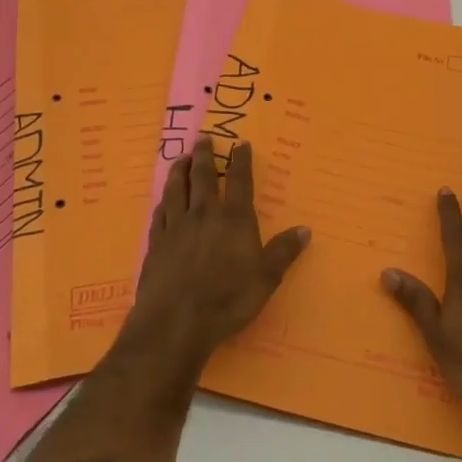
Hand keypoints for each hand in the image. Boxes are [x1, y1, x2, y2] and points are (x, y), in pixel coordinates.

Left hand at [123, 136, 310, 371]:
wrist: (175, 322)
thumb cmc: (227, 300)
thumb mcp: (266, 279)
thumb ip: (284, 252)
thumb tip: (305, 229)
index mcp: (234, 219)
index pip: (240, 180)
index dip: (241, 160)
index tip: (241, 144)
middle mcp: (204, 214)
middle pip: (204, 177)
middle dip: (205, 155)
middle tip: (203, 138)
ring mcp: (176, 227)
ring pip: (177, 189)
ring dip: (180, 171)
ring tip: (182, 158)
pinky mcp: (156, 244)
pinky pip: (160, 214)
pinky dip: (163, 202)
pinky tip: (162, 200)